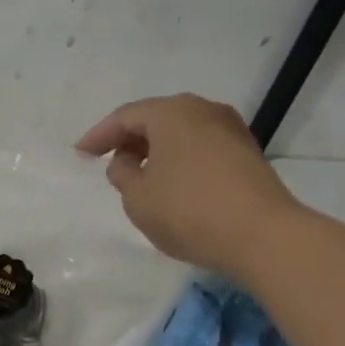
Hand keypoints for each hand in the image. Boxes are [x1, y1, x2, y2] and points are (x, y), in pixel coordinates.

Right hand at [76, 93, 300, 277]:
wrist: (264, 236)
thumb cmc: (189, 211)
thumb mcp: (138, 198)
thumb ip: (122, 175)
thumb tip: (127, 162)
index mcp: (171, 112)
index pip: (124, 117)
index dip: (98, 136)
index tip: (80, 154)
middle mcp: (203, 110)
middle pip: (156, 119)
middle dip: (129, 140)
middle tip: (109, 163)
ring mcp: (230, 129)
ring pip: (181, 133)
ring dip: (156, 151)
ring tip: (140, 176)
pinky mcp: (247, 153)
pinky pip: (201, 148)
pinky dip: (180, 160)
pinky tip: (173, 184)